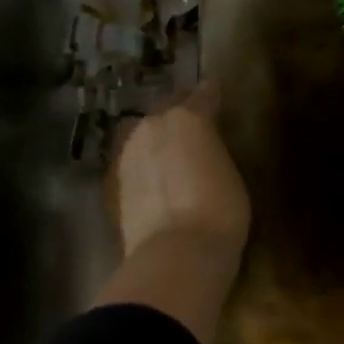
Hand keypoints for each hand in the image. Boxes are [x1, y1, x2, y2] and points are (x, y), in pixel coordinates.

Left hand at [107, 83, 250, 259]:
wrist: (175, 255)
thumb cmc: (219, 211)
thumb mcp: (229, 173)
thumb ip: (213, 150)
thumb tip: (204, 149)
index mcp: (189, 116)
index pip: (204, 93)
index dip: (212, 92)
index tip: (216, 89)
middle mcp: (154, 124)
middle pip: (168, 106)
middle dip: (180, 109)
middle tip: (192, 117)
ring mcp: (129, 151)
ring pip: (144, 131)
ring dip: (157, 134)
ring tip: (169, 146)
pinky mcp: (114, 181)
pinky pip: (132, 159)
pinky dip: (143, 161)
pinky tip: (151, 172)